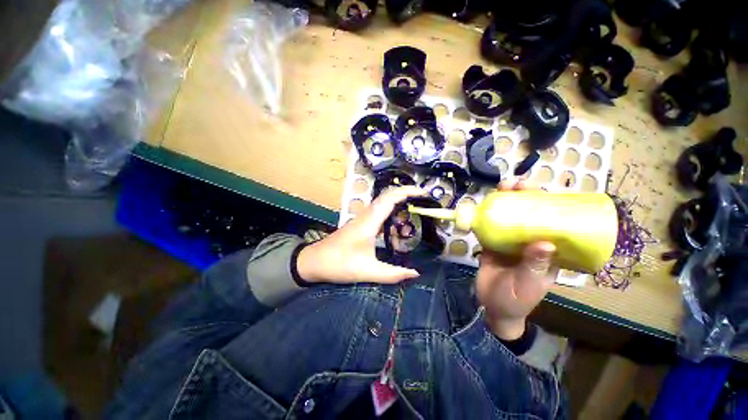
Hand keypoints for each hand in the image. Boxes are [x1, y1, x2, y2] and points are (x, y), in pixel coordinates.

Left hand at [296, 186, 425, 283]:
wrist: (314, 261)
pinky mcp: (360, 223)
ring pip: (383, 201)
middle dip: (406, 193)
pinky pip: (379, 210)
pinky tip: (397, 221)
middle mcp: (366, 215)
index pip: (390, 199)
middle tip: (424, 198)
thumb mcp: (367, 271)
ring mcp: (362, 218)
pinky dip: (391, 209)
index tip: (423, 193)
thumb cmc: (339, 264)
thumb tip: (415, 274)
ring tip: (415, 206)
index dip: (407, 192)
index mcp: (369, 222)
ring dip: (398, 200)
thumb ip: (393, 274)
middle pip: (387, 196)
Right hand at [476, 180, 557, 340]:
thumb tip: (545, 242)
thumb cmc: (516, 300)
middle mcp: (529, 242)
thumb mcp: (528, 286)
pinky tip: (483, 205)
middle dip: (524, 197)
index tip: (539, 191)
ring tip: (501, 187)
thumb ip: (534, 266)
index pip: (552, 223)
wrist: (492, 307)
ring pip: (509, 217)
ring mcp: (509, 242)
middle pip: (529, 215)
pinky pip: (490, 227)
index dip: (548, 204)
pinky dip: (486, 215)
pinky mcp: (492, 244)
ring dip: (505, 202)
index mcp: (546, 252)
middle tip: (516, 184)